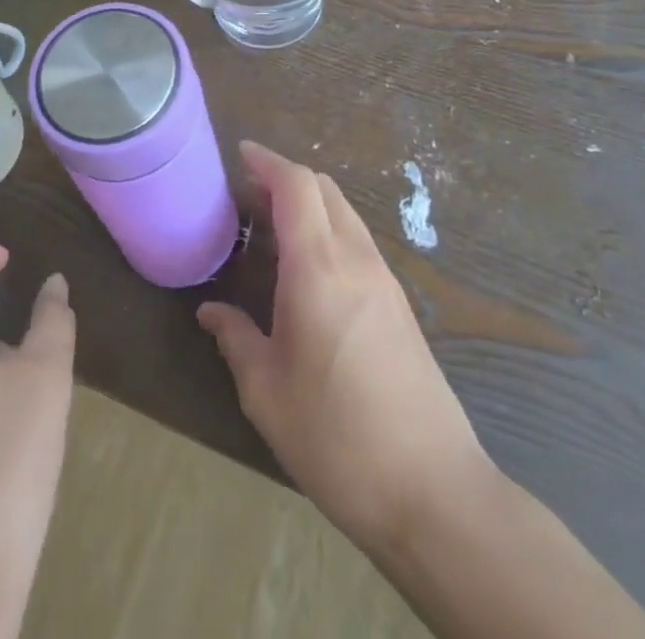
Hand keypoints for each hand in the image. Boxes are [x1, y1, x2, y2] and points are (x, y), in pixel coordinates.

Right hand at [197, 143, 484, 553]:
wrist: (434, 490)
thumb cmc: (337, 438)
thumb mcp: (266, 394)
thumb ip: (235, 339)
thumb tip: (210, 311)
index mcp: (318, 269)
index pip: (296, 185)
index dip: (267, 161)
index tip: (240, 154)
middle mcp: (355, 259)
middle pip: (323, 188)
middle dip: (284, 178)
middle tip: (247, 196)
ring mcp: (384, 279)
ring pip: (344, 211)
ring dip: (309, 203)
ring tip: (272, 228)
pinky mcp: (400, 303)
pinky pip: (358, 240)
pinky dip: (328, 229)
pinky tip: (308, 267)